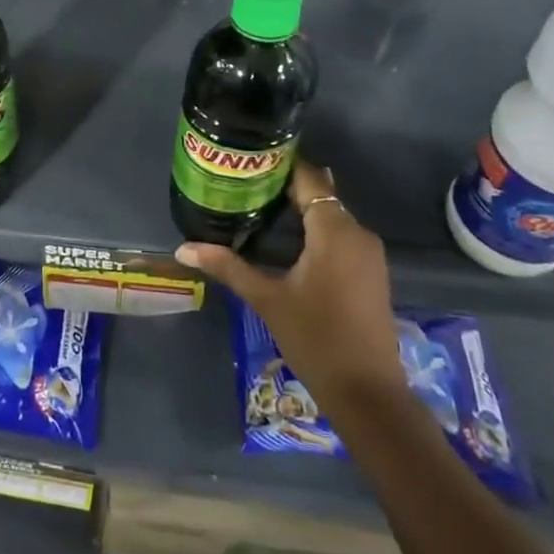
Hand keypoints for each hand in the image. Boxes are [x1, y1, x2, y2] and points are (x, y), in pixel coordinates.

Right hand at [177, 159, 403, 398]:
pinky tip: (286, 238)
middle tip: (244, 182)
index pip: (310, 179)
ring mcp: (368, 253)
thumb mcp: (267, 299)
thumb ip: (228, 266)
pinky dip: (314, 229)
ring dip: (299, 209)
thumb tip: (184, 248)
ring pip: (331, 215)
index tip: (250, 159)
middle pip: (320, 195)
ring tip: (257, 205)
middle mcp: (357, 233)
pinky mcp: (370, 271)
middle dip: (285, 187)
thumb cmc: (316, 339)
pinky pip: (340, 235)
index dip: (282, 166)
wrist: (368, 393)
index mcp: (335, 231)